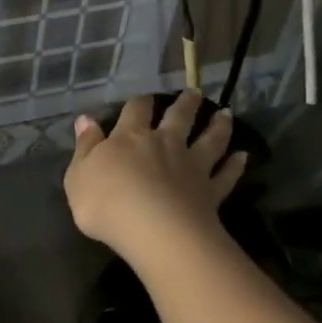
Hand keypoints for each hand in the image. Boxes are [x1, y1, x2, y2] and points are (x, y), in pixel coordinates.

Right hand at [63, 92, 246, 263]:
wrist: (152, 229)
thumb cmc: (105, 204)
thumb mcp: (79, 176)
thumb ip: (85, 147)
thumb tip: (85, 119)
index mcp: (130, 138)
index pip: (135, 111)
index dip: (140, 103)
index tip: (145, 98)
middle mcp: (164, 144)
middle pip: (178, 117)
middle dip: (185, 103)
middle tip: (195, 93)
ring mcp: (192, 166)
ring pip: (209, 139)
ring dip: (218, 125)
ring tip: (226, 114)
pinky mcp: (210, 190)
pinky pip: (226, 174)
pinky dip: (235, 165)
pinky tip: (243, 157)